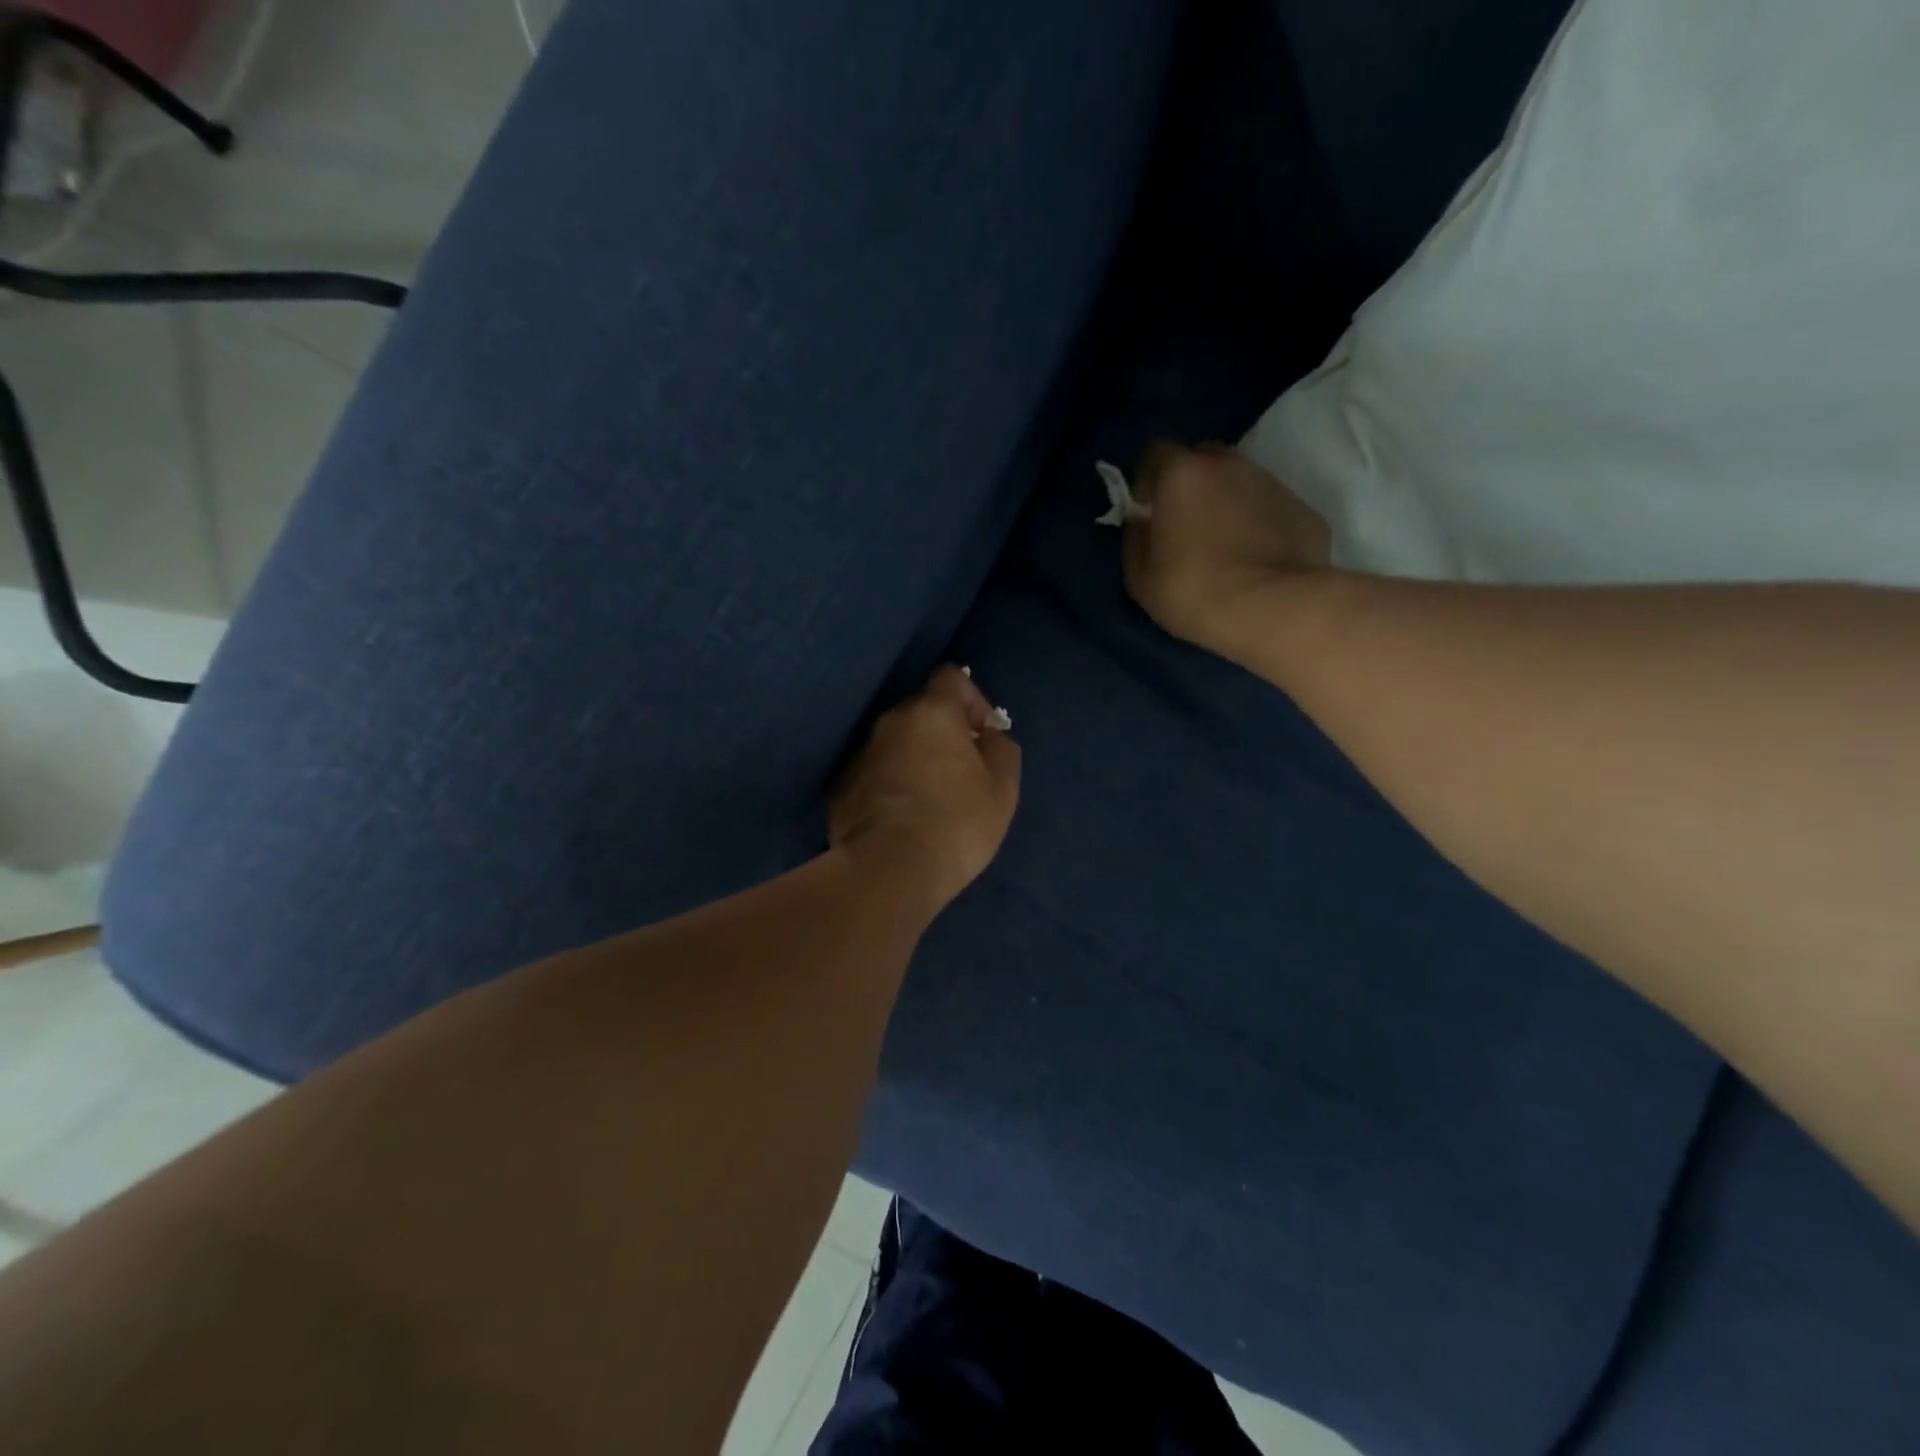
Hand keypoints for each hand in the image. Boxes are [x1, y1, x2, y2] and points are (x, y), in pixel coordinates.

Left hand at [830, 666, 1021, 914]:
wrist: (890, 870)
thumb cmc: (957, 823)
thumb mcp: (1002, 787)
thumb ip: (1001, 748)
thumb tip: (988, 735)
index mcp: (931, 712)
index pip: (952, 677)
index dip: (973, 700)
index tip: (982, 736)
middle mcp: (889, 722)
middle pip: (921, 711)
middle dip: (942, 733)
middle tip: (960, 772)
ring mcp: (860, 754)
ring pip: (895, 743)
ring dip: (913, 758)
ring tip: (929, 799)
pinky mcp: (840, 787)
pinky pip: (874, 773)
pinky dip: (889, 784)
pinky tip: (901, 818)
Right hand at [1123, 443, 1331, 649]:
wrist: (1275, 610)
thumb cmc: (1194, 591)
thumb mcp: (1141, 578)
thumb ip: (1136, 540)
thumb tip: (1142, 523)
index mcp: (1183, 474)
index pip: (1156, 453)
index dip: (1148, 480)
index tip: (1147, 510)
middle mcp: (1229, 465)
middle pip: (1203, 460)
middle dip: (1191, 484)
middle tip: (1186, 525)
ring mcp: (1272, 484)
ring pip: (1240, 482)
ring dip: (1227, 503)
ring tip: (1224, 546)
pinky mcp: (1304, 509)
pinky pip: (1270, 509)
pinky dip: (1260, 525)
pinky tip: (1256, 560)